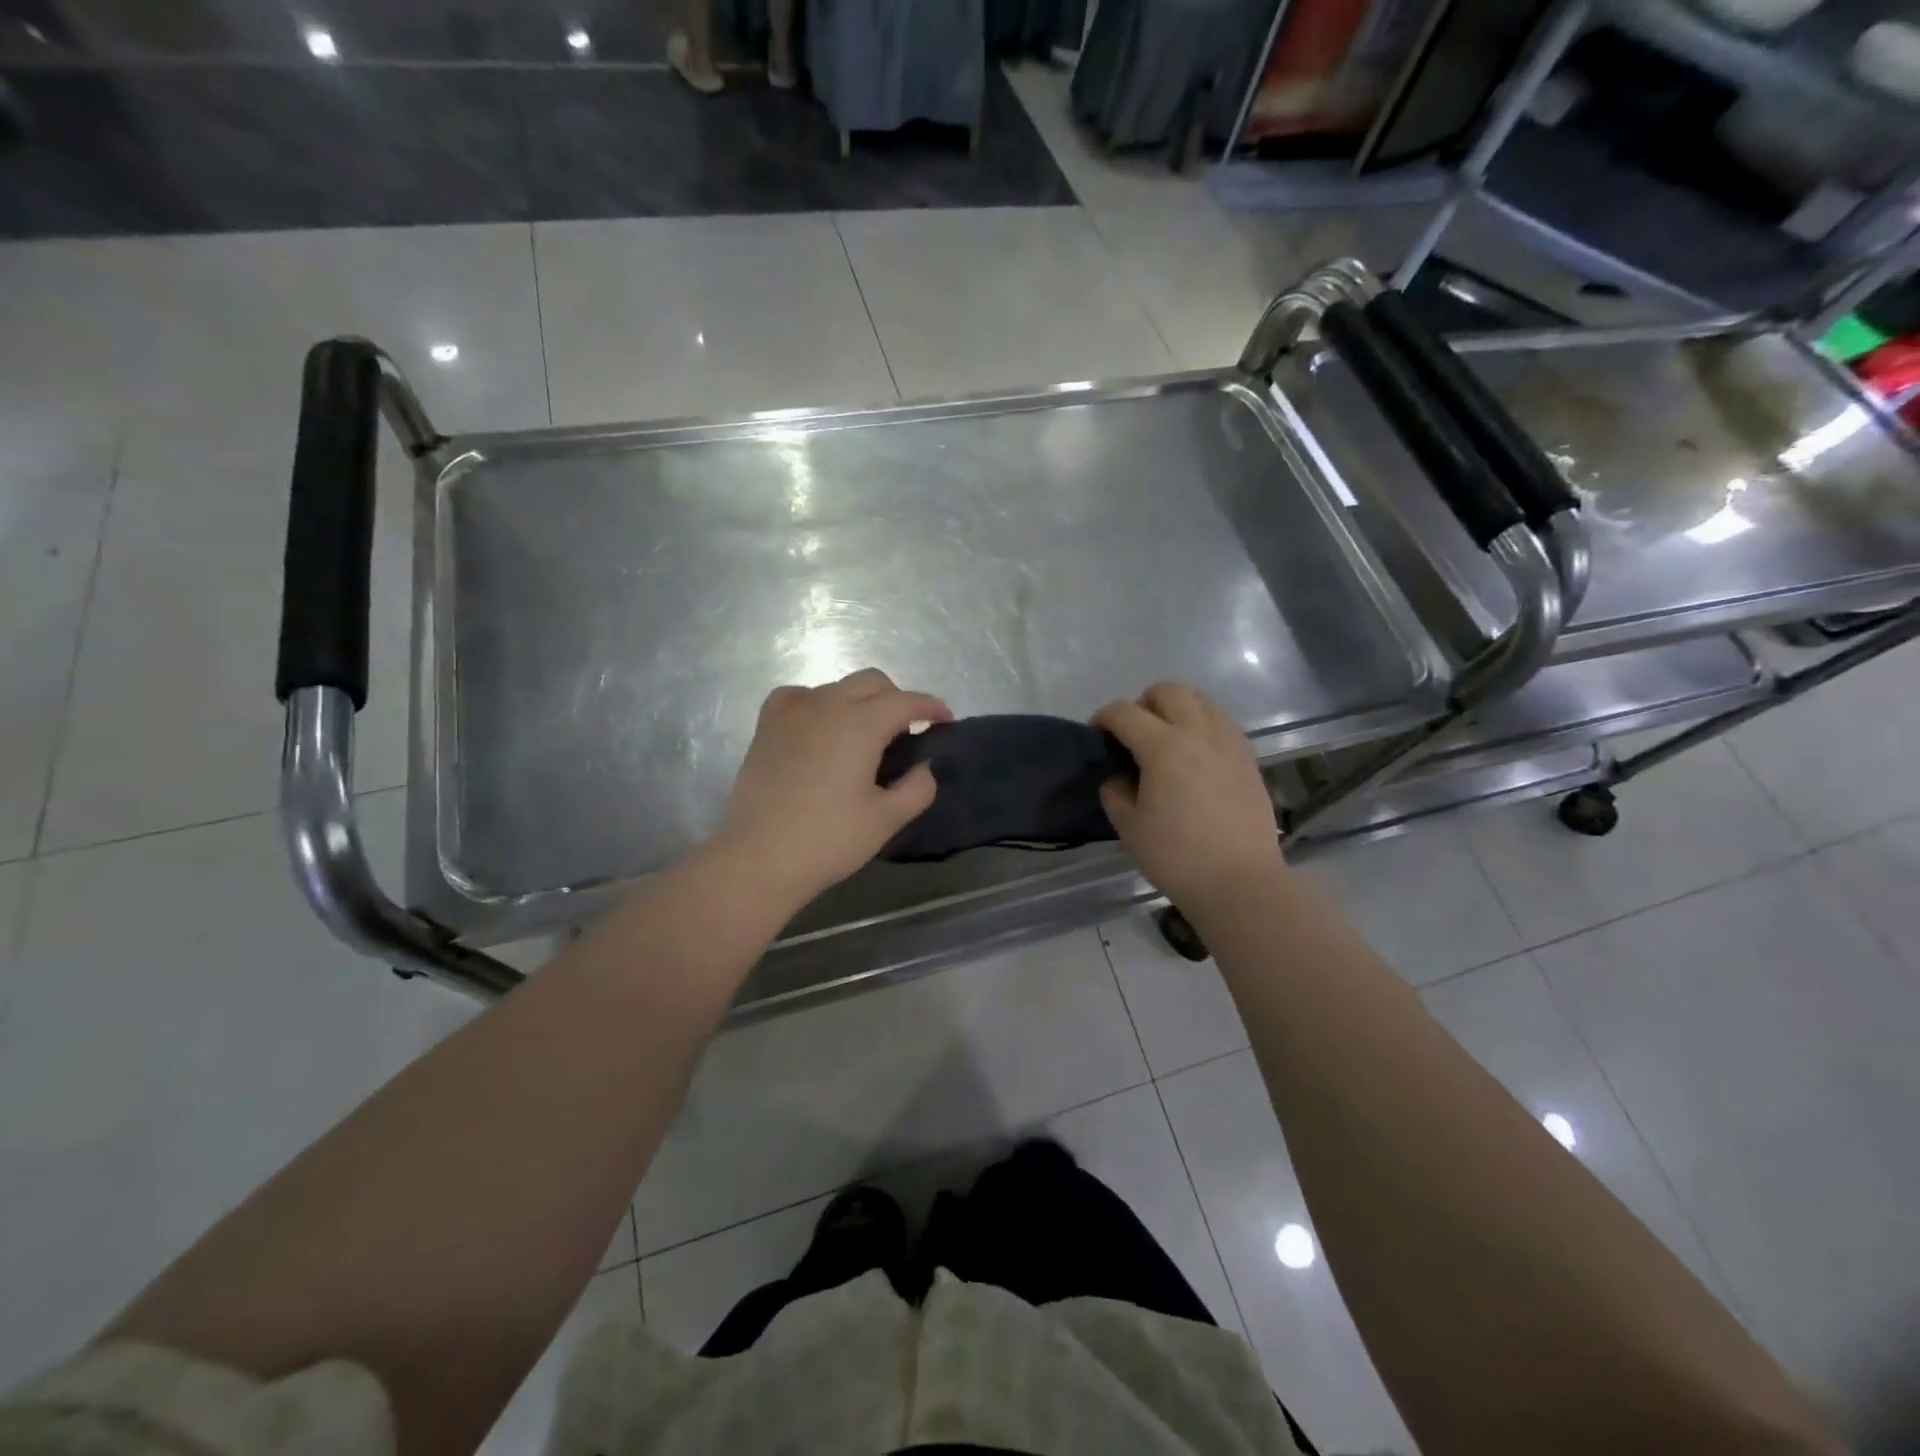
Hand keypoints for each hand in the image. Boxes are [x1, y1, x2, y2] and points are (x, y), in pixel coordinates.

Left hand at [716, 669, 950, 910]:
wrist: (760, 858)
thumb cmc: (828, 840)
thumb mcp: (886, 819)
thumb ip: (917, 788)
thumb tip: (923, 768)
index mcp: (860, 724)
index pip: (905, 701)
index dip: (931, 707)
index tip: (945, 721)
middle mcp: (827, 705)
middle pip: (872, 682)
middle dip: (897, 699)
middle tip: (907, 732)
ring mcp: (792, 713)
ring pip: (836, 687)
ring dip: (859, 701)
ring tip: (865, 735)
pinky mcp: (767, 727)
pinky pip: (797, 696)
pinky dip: (817, 702)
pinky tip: (819, 725)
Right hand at [1094, 682, 1284, 914]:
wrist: (1240, 883)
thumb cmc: (1177, 857)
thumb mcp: (1129, 827)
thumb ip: (1115, 791)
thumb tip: (1118, 775)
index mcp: (1164, 747)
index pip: (1124, 712)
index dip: (1103, 718)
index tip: (1096, 737)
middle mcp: (1199, 733)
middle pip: (1168, 691)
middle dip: (1143, 704)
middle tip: (1133, 736)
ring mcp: (1229, 743)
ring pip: (1201, 700)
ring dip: (1176, 709)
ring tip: (1166, 741)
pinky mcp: (1248, 758)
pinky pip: (1221, 722)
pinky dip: (1201, 725)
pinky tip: (1194, 757)